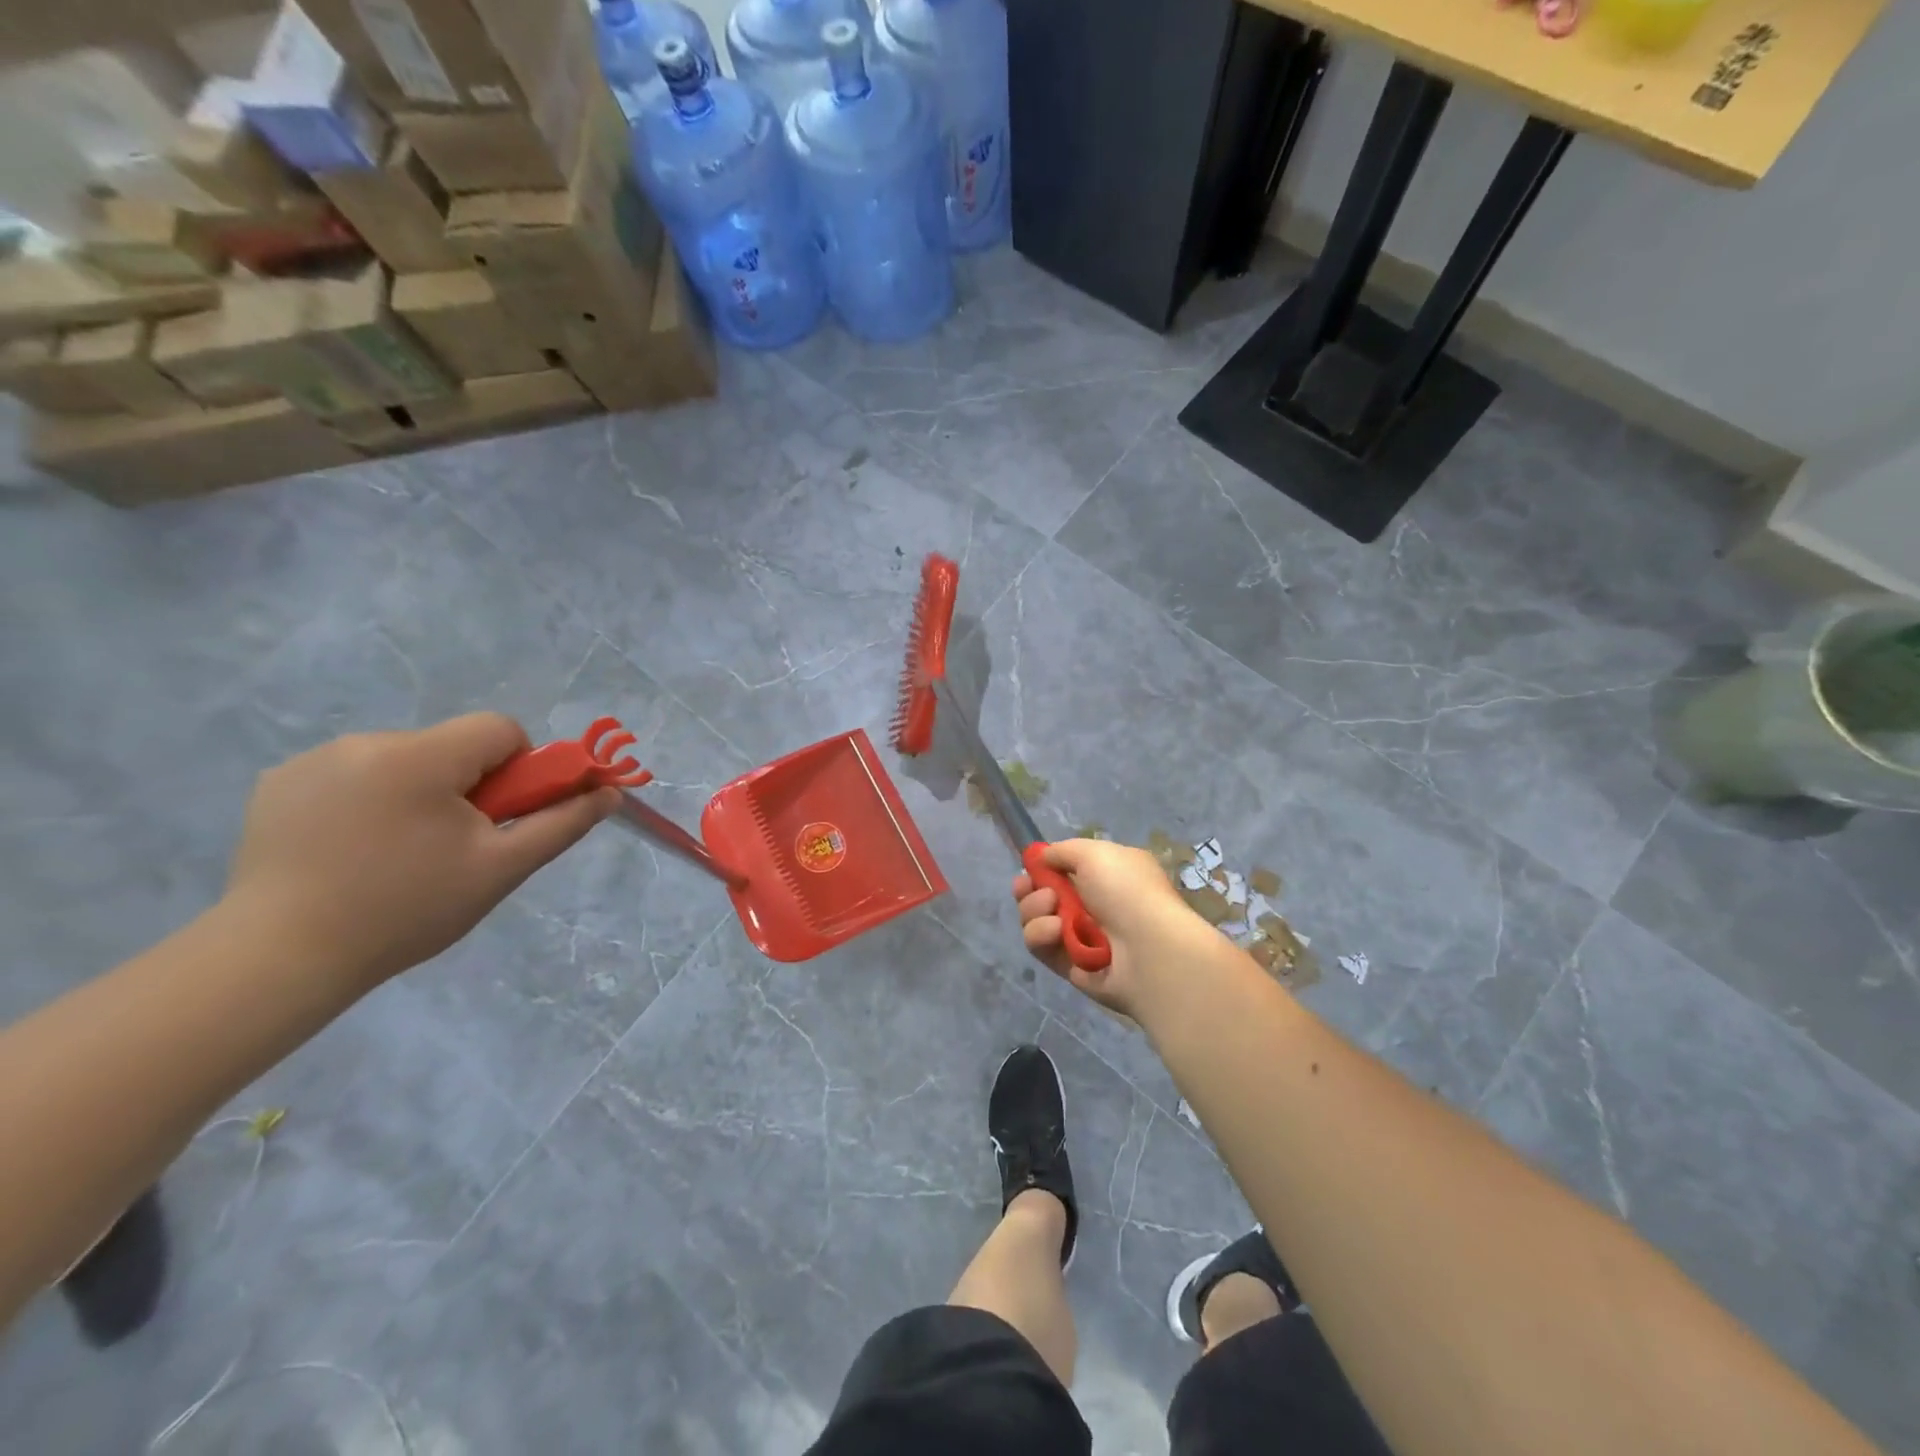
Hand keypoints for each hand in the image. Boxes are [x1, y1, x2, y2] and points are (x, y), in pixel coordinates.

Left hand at [225, 713, 616, 990]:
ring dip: (419, 793)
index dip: (517, 769)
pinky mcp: (278, 783)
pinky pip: (354, 775)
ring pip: (404, 760)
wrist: (279, 959)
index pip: (499, 730)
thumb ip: (562, 823)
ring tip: (397, 855)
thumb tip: (610, 792)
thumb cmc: (406, 910)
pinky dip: (370, 801)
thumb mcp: (501, 869)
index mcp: (420, 757)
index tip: (498, 817)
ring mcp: (313, 760)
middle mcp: (364, 742)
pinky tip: (352, 851)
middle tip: (453, 847)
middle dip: (467, 787)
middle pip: (451, 746)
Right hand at [1013, 838, 1208, 1020]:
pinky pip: (1041, 948)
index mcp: (1106, 877)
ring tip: (1052, 911)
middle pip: (1042, 896)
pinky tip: (1055, 933)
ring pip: (1036, 920)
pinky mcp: (1069, 966)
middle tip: (1028, 888)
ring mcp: (1080, 938)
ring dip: (1035, 911)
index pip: (1064, 871)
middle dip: (1029, 891)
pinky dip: (1042, 937)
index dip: (1041, 869)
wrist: (1149, 951)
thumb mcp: (1095, 853)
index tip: (1028, 868)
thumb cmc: (1126, 892)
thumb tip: (1044, 857)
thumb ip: (1063, 851)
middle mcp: (1093, 906)